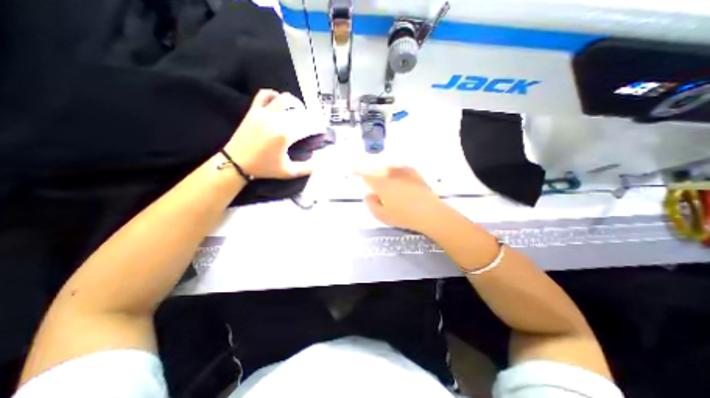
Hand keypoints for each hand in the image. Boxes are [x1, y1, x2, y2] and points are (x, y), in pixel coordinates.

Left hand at [224, 90, 318, 177]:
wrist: (235, 163)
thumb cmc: (263, 168)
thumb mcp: (287, 172)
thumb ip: (305, 168)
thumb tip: (318, 164)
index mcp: (285, 135)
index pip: (308, 126)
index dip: (319, 127)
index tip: (323, 130)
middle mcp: (276, 120)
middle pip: (300, 112)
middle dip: (312, 117)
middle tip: (316, 124)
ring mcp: (263, 113)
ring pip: (285, 99)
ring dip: (297, 104)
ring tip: (301, 112)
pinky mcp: (254, 110)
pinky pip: (264, 95)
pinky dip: (275, 95)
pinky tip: (280, 102)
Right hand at [355, 166, 441, 232]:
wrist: (429, 212)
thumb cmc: (403, 216)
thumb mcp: (382, 215)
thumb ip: (371, 204)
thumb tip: (368, 194)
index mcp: (381, 184)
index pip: (365, 175)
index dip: (356, 171)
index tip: (350, 169)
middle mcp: (391, 174)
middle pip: (376, 167)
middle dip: (370, 170)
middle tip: (368, 175)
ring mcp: (404, 172)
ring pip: (389, 165)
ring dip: (382, 167)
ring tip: (381, 172)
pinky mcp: (415, 174)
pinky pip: (402, 166)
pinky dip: (396, 167)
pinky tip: (397, 170)